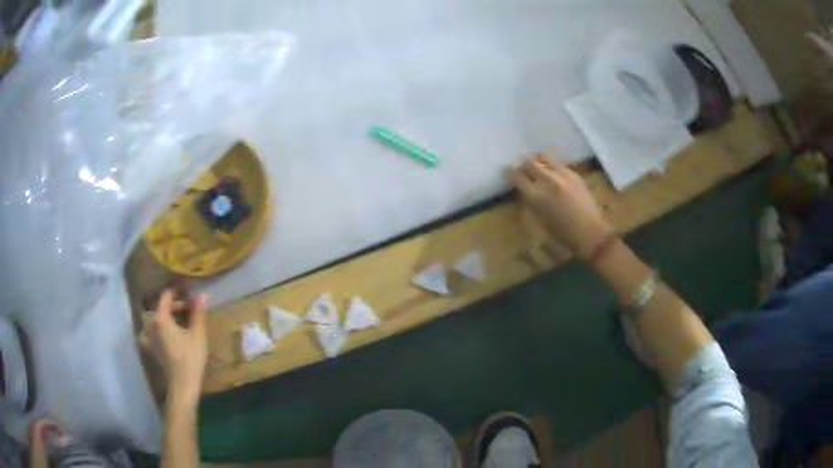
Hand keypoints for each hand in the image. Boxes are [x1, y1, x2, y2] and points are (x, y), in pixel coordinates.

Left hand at [140, 289, 207, 404]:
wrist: (182, 383)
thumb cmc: (191, 357)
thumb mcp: (198, 334)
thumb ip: (198, 313)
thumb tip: (202, 295)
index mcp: (161, 317)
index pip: (166, 296)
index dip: (178, 293)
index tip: (189, 295)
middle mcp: (150, 323)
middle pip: (159, 307)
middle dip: (172, 305)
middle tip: (187, 309)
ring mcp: (147, 336)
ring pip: (151, 319)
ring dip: (161, 316)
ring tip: (173, 320)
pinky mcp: (149, 348)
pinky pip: (146, 333)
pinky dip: (151, 331)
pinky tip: (158, 334)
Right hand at [510, 155, 613, 258]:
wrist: (591, 233)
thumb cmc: (563, 235)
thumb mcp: (540, 221)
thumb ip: (531, 202)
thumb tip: (525, 190)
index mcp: (536, 196)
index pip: (517, 176)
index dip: (511, 174)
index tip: (509, 175)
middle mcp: (547, 181)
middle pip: (529, 162)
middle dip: (524, 166)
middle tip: (523, 171)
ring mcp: (562, 175)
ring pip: (544, 157)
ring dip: (538, 162)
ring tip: (539, 169)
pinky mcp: (574, 174)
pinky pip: (558, 164)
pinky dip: (552, 167)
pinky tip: (554, 176)